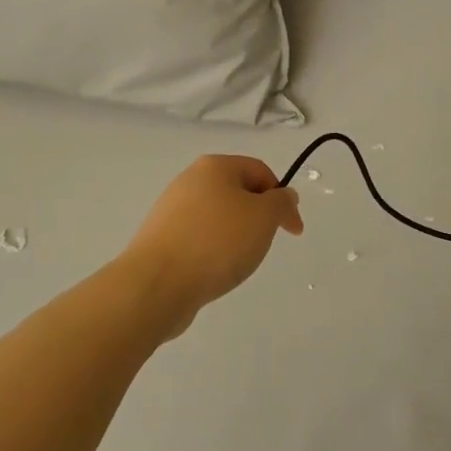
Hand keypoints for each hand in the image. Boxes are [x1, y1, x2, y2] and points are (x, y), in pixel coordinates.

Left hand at [121, 156, 303, 334]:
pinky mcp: (161, 238)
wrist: (157, 283)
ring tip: (237, 261)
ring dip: (235, 236)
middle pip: (237, 192)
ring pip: (218, 217)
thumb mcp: (264, 217)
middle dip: (258, 217)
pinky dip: (213, 251)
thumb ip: (281, 203)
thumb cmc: (217, 242)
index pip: (260, 171)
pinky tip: (214, 270)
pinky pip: (198, 238)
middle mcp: (190, 180)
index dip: (282, 197)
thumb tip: (284, 196)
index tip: (293, 230)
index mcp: (214, 166)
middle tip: (264, 244)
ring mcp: (171, 209)